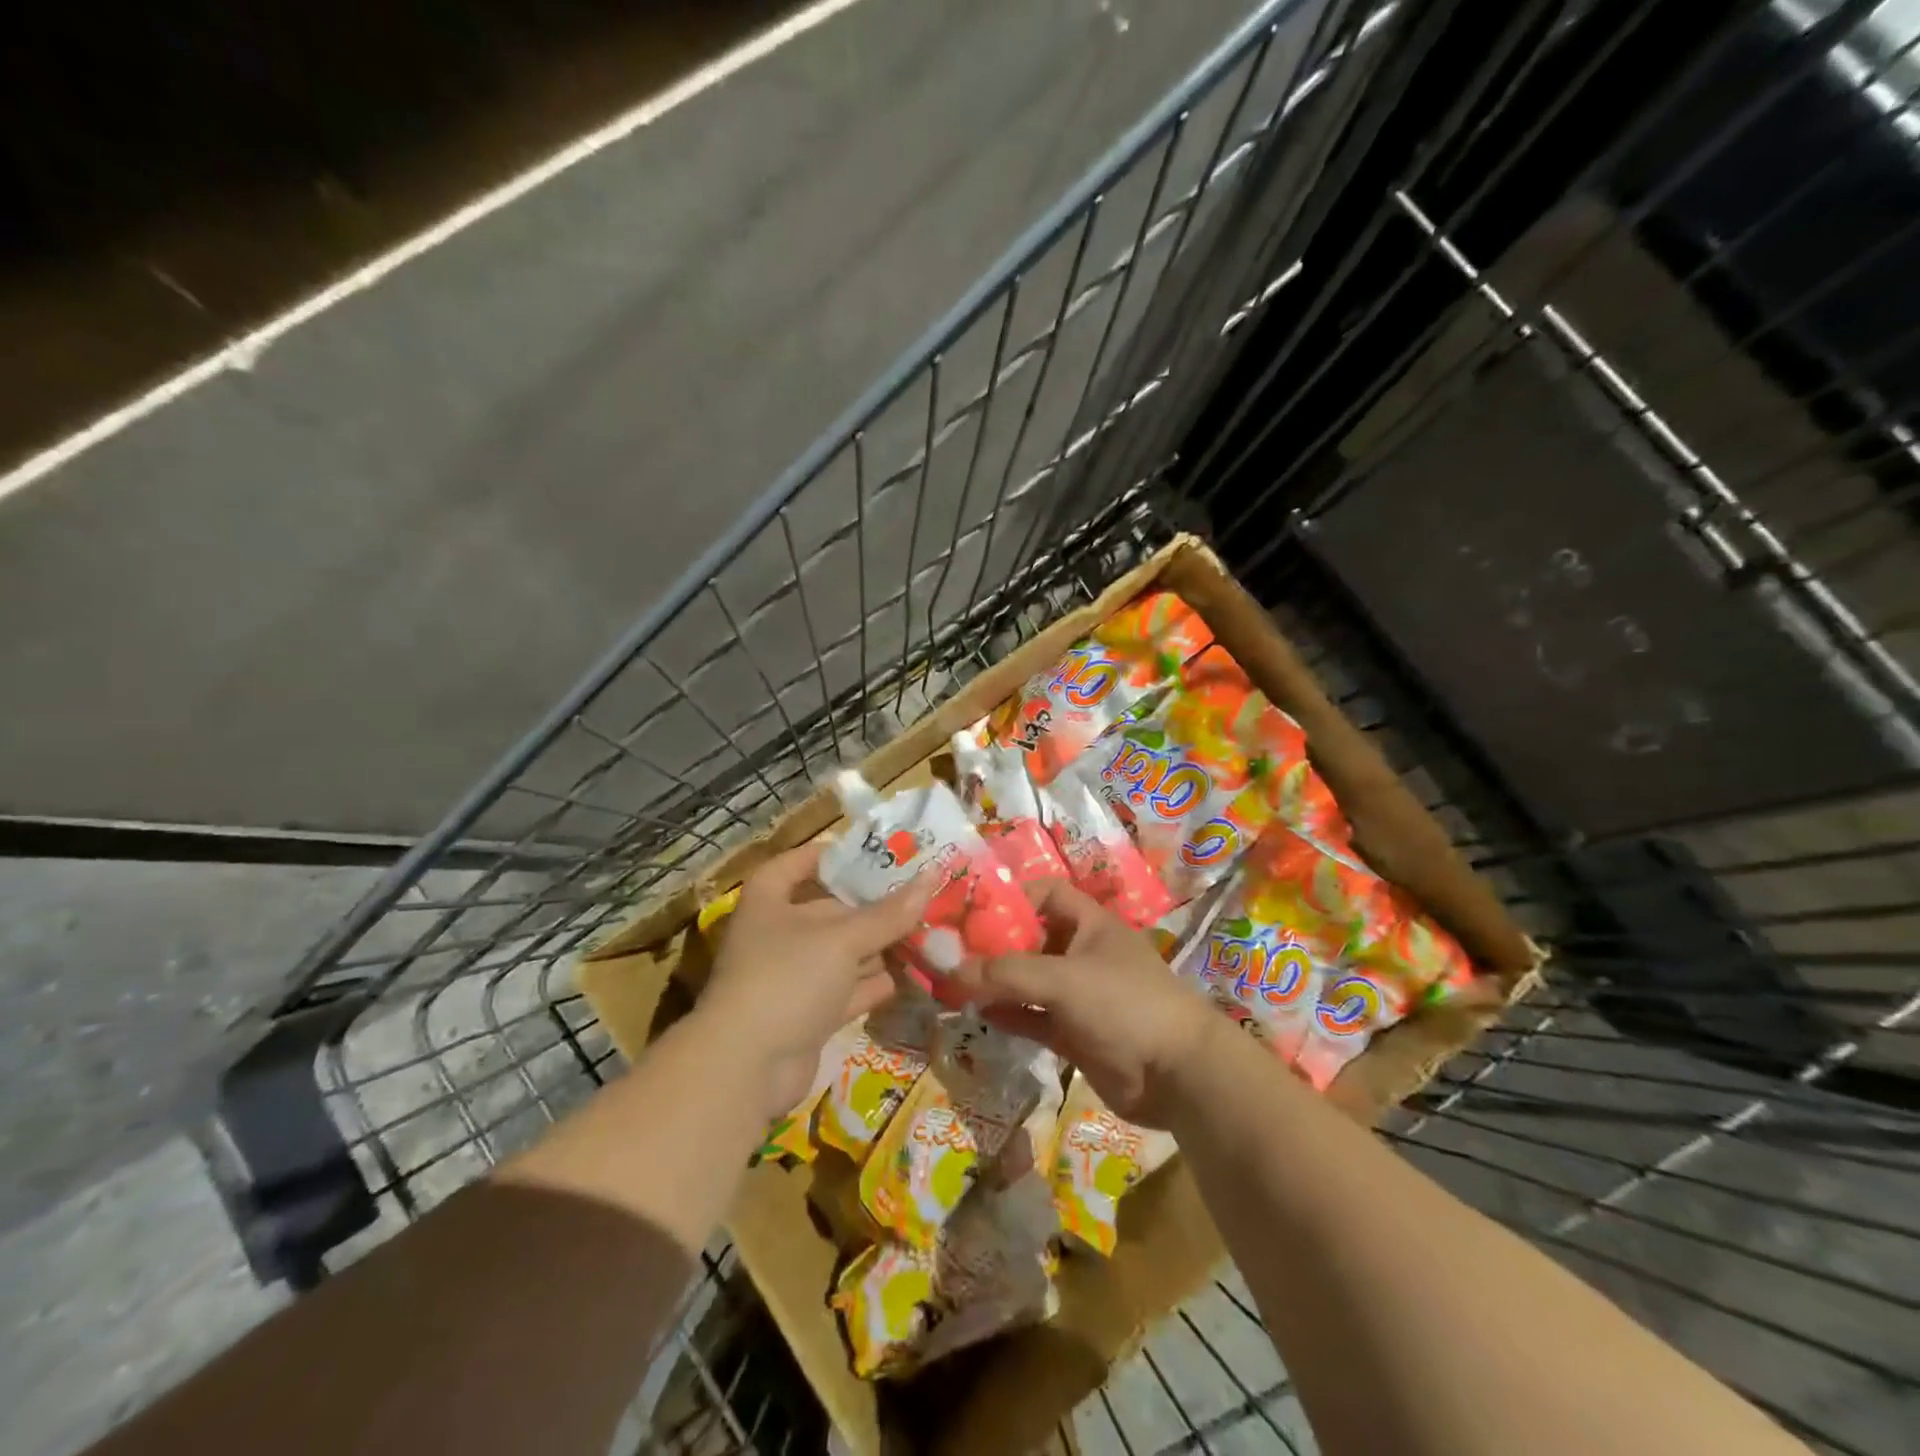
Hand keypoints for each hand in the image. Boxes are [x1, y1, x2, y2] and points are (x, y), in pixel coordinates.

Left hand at [698, 842, 932, 1118]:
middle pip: (829, 911)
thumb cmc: (788, 977)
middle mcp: (777, 935)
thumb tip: (932, 877)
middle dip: (872, 907)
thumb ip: (889, 913)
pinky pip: (847, 990)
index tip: (868, 853)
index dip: (828, 856)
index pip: (795, 864)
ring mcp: (791, 978)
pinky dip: (874, 983)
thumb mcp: (843, 938)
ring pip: (842, 954)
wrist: (747, 1067)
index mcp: (769, 901)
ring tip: (927, 931)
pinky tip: (911, 975)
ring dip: (879, 947)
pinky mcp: (807, 1015)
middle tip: (919, 895)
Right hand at [954, 880, 1219, 1127]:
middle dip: (994, 945)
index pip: (1046, 894)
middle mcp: (1083, 953)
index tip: (972, 912)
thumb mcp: (1065, 979)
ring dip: (997, 982)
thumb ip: (1008, 973)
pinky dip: (1009, 1014)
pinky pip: (1034, 1016)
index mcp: (1091, 924)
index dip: (1012, 898)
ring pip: (1029, 980)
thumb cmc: (1125, 1004)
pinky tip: (978, 1014)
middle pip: (1031, 939)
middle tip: (951, 953)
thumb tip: (952, 970)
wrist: (1177, 1075)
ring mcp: (1079, 995)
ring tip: (955, 985)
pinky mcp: (1075, 1033)